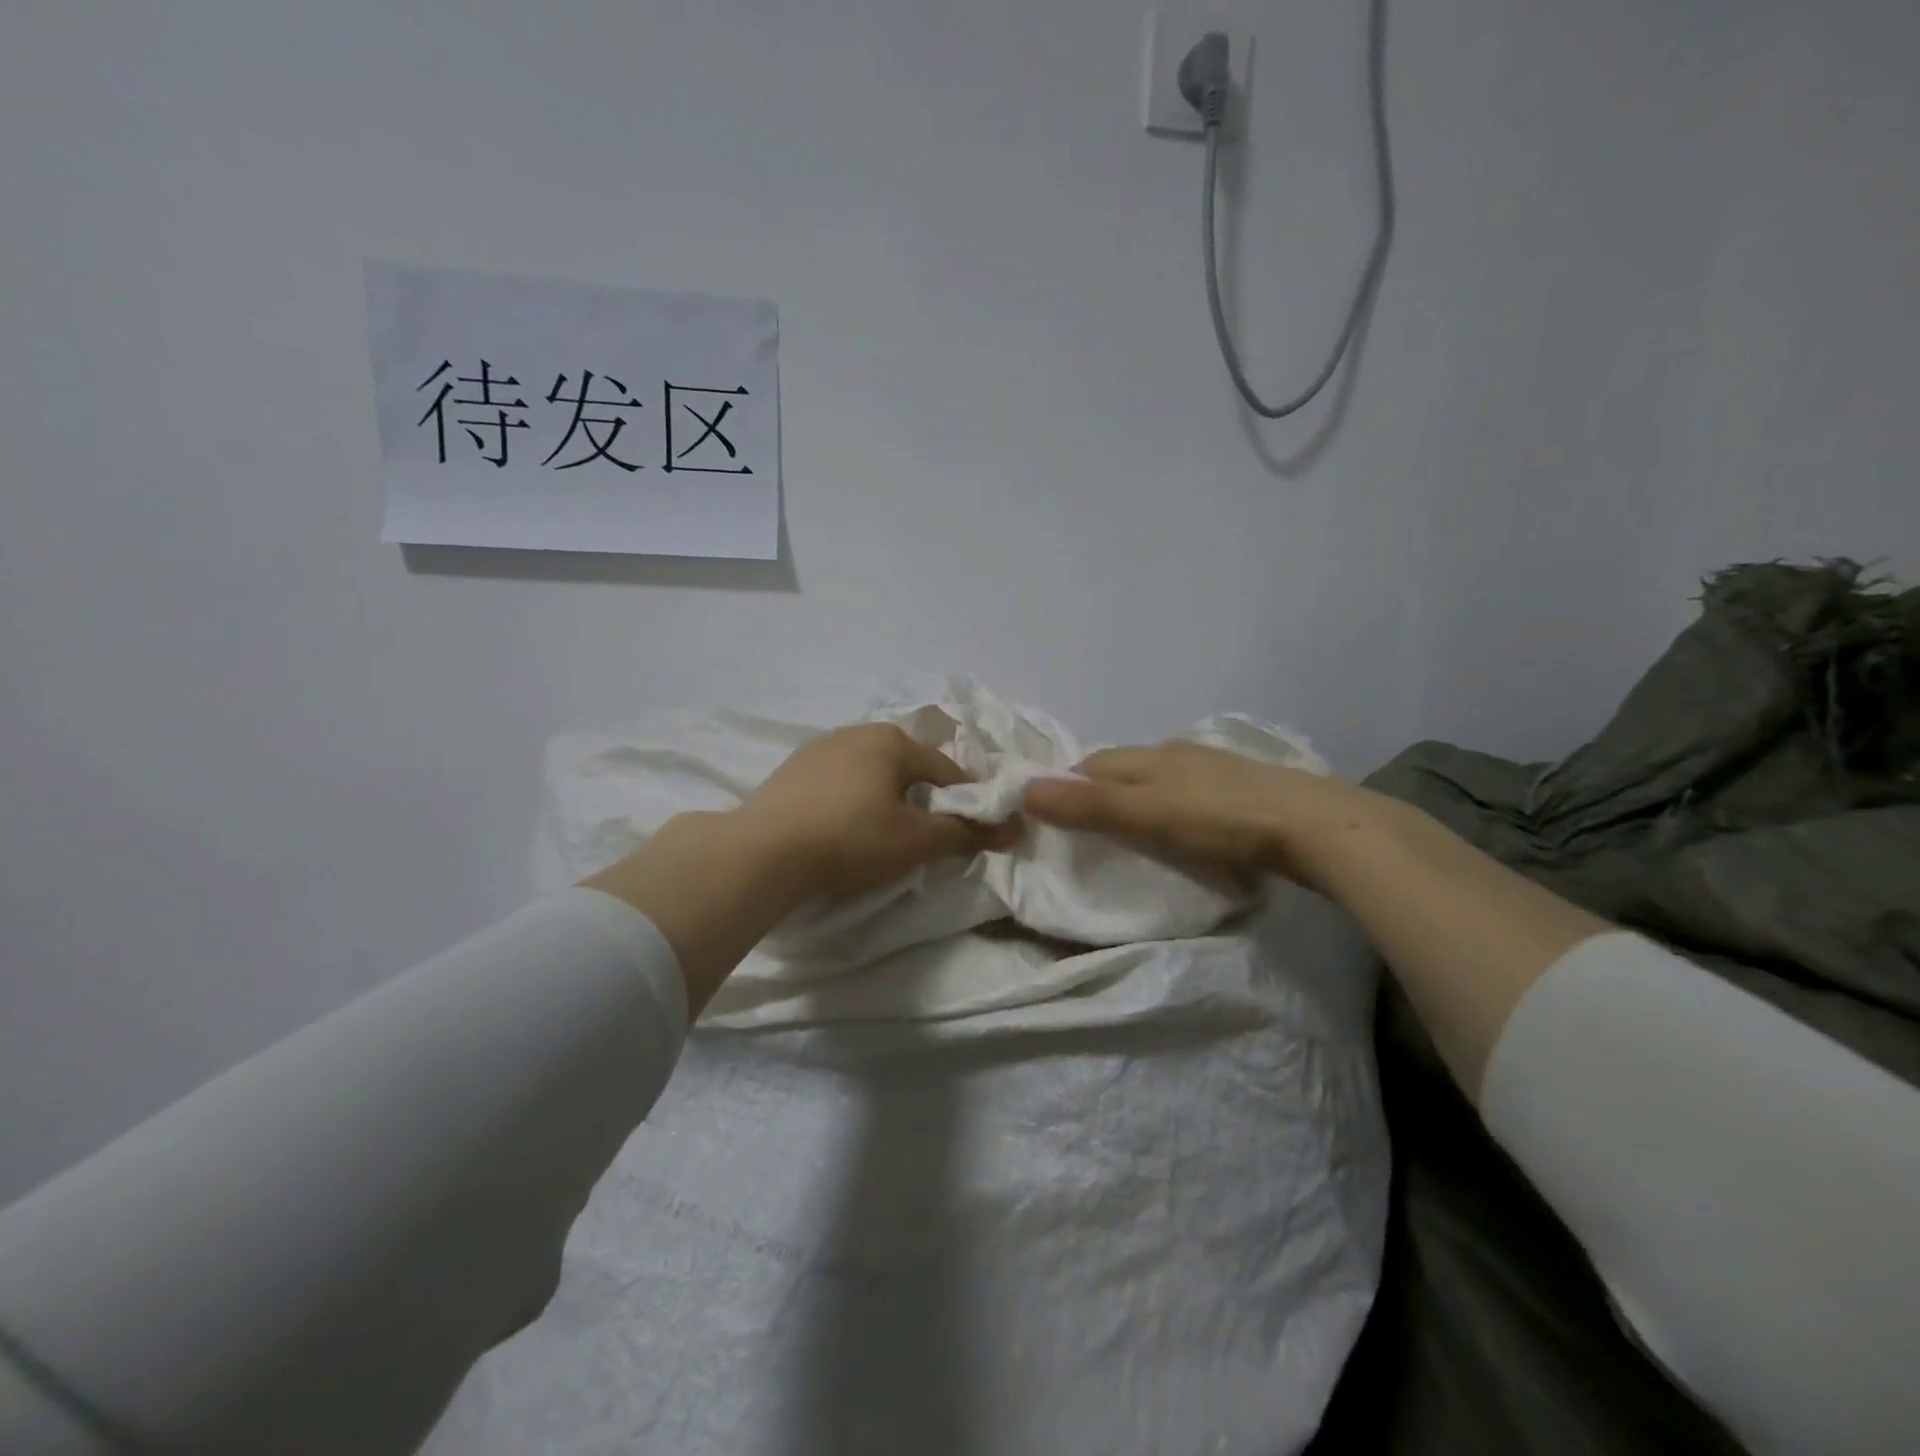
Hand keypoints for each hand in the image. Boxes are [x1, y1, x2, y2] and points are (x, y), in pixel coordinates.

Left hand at [741, 723, 1018, 901]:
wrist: (763, 852)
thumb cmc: (851, 839)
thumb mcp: (915, 841)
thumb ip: (966, 833)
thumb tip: (1014, 828)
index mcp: (892, 740)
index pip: (947, 770)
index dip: (966, 802)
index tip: (972, 832)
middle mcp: (857, 732)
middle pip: (908, 767)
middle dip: (923, 798)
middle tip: (925, 837)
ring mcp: (820, 747)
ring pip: (872, 773)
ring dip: (886, 798)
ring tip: (882, 835)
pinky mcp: (792, 770)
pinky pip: (839, 781)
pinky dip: (852, 800)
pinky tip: (843, 828)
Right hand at [1021, 740, 1371, 890]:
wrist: (1315, 826)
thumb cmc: (1221, 820)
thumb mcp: (1146, 816)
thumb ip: (1089, 806)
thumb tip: (1025, 789)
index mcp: (1152, 756)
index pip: (1094, 763)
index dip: (1069, 785)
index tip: (1054, 815)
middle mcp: (1180, 753)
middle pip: (1126, 767)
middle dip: (1102, 790)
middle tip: (1090, 829)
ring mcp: (1218, 768)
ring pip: (1163, 778)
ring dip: (1141, 797)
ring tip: (1135, 831)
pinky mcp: (1247, 788)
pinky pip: (1195, 792)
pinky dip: (1177, 806)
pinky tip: (1189, 827)